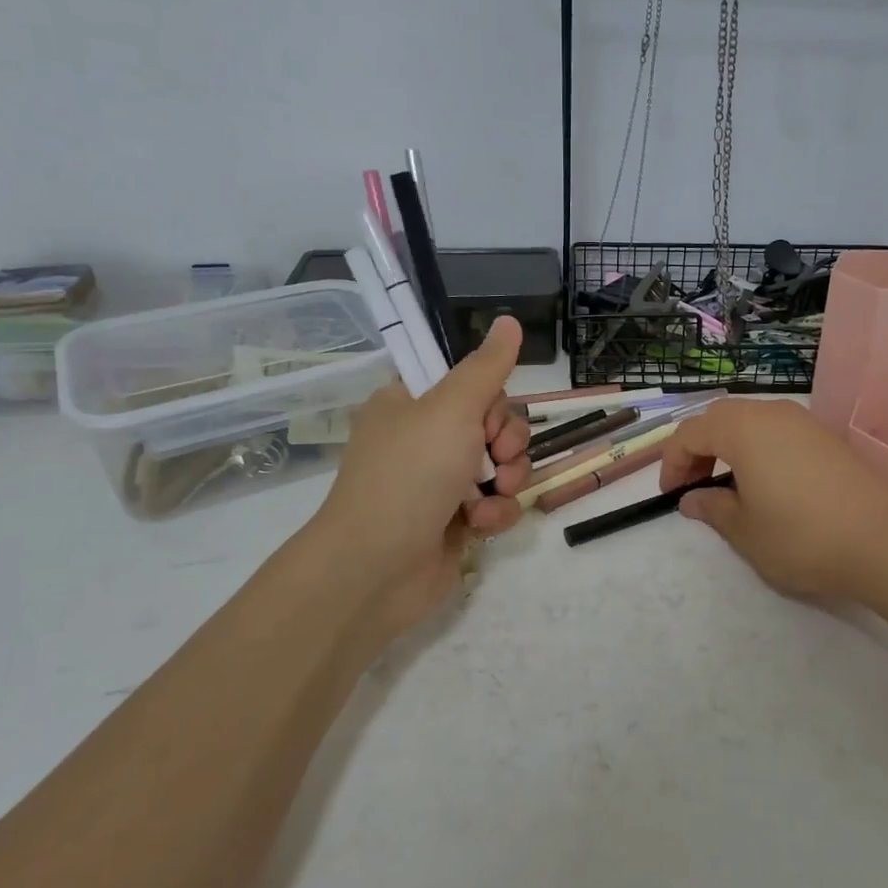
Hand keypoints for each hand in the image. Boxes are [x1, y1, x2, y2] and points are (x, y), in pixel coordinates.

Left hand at [304, 317, 532, 637]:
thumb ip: (487, 367)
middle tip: (496, 459)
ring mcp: (439, 483)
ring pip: (501, 466)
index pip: (471, 385)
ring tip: (490, 496)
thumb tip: (510, 320)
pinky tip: (480, 525)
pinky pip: (494, 504)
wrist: (377, 568)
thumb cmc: (410, 475)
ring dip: (507, 480)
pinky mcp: (454, 522)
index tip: (488, 418)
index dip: (492, 402)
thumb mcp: (451, 408)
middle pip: (494, 426)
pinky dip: (495, 513)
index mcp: (410, 405)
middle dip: (507, 444)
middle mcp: (424, 440)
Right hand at [659, 398, 887, 603]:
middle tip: (695, 486)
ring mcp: (805, 422)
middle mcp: (772, 414)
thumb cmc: (802, 537)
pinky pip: (778, 432)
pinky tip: (768, 484)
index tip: (671, 495)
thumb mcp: (745, 531)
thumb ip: (712, 509)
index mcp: (743, 430)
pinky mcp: (828, 438)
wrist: (885, 543)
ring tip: (729, 485)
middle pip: (719, 418)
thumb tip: (692, 499)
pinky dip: (759, 449)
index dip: (672, 462)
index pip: (690, 433)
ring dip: (729, 447)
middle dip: (699, 449)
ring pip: (751, 421)